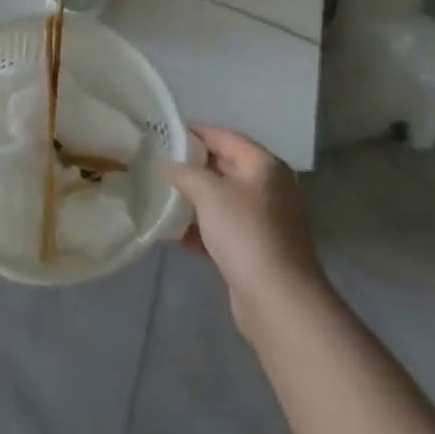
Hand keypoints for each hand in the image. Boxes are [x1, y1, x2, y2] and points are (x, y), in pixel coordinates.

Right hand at [163, 126, 326, 332]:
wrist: (278, 300)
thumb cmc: (245, 233)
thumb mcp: (209, 193)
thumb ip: (184, 172)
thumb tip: (165, 164)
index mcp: (263, 166)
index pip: (224, 136)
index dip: (193, 132)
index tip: (162, 132)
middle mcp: (267, 189)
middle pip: (223, 166)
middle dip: (190, 165)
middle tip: (156, 163)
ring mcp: (262, 221)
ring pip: (220, 200)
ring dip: (192, 198)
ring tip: (158, 194)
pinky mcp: (254, 250)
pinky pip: (220, 229)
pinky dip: (198, 227)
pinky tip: (171, 231)